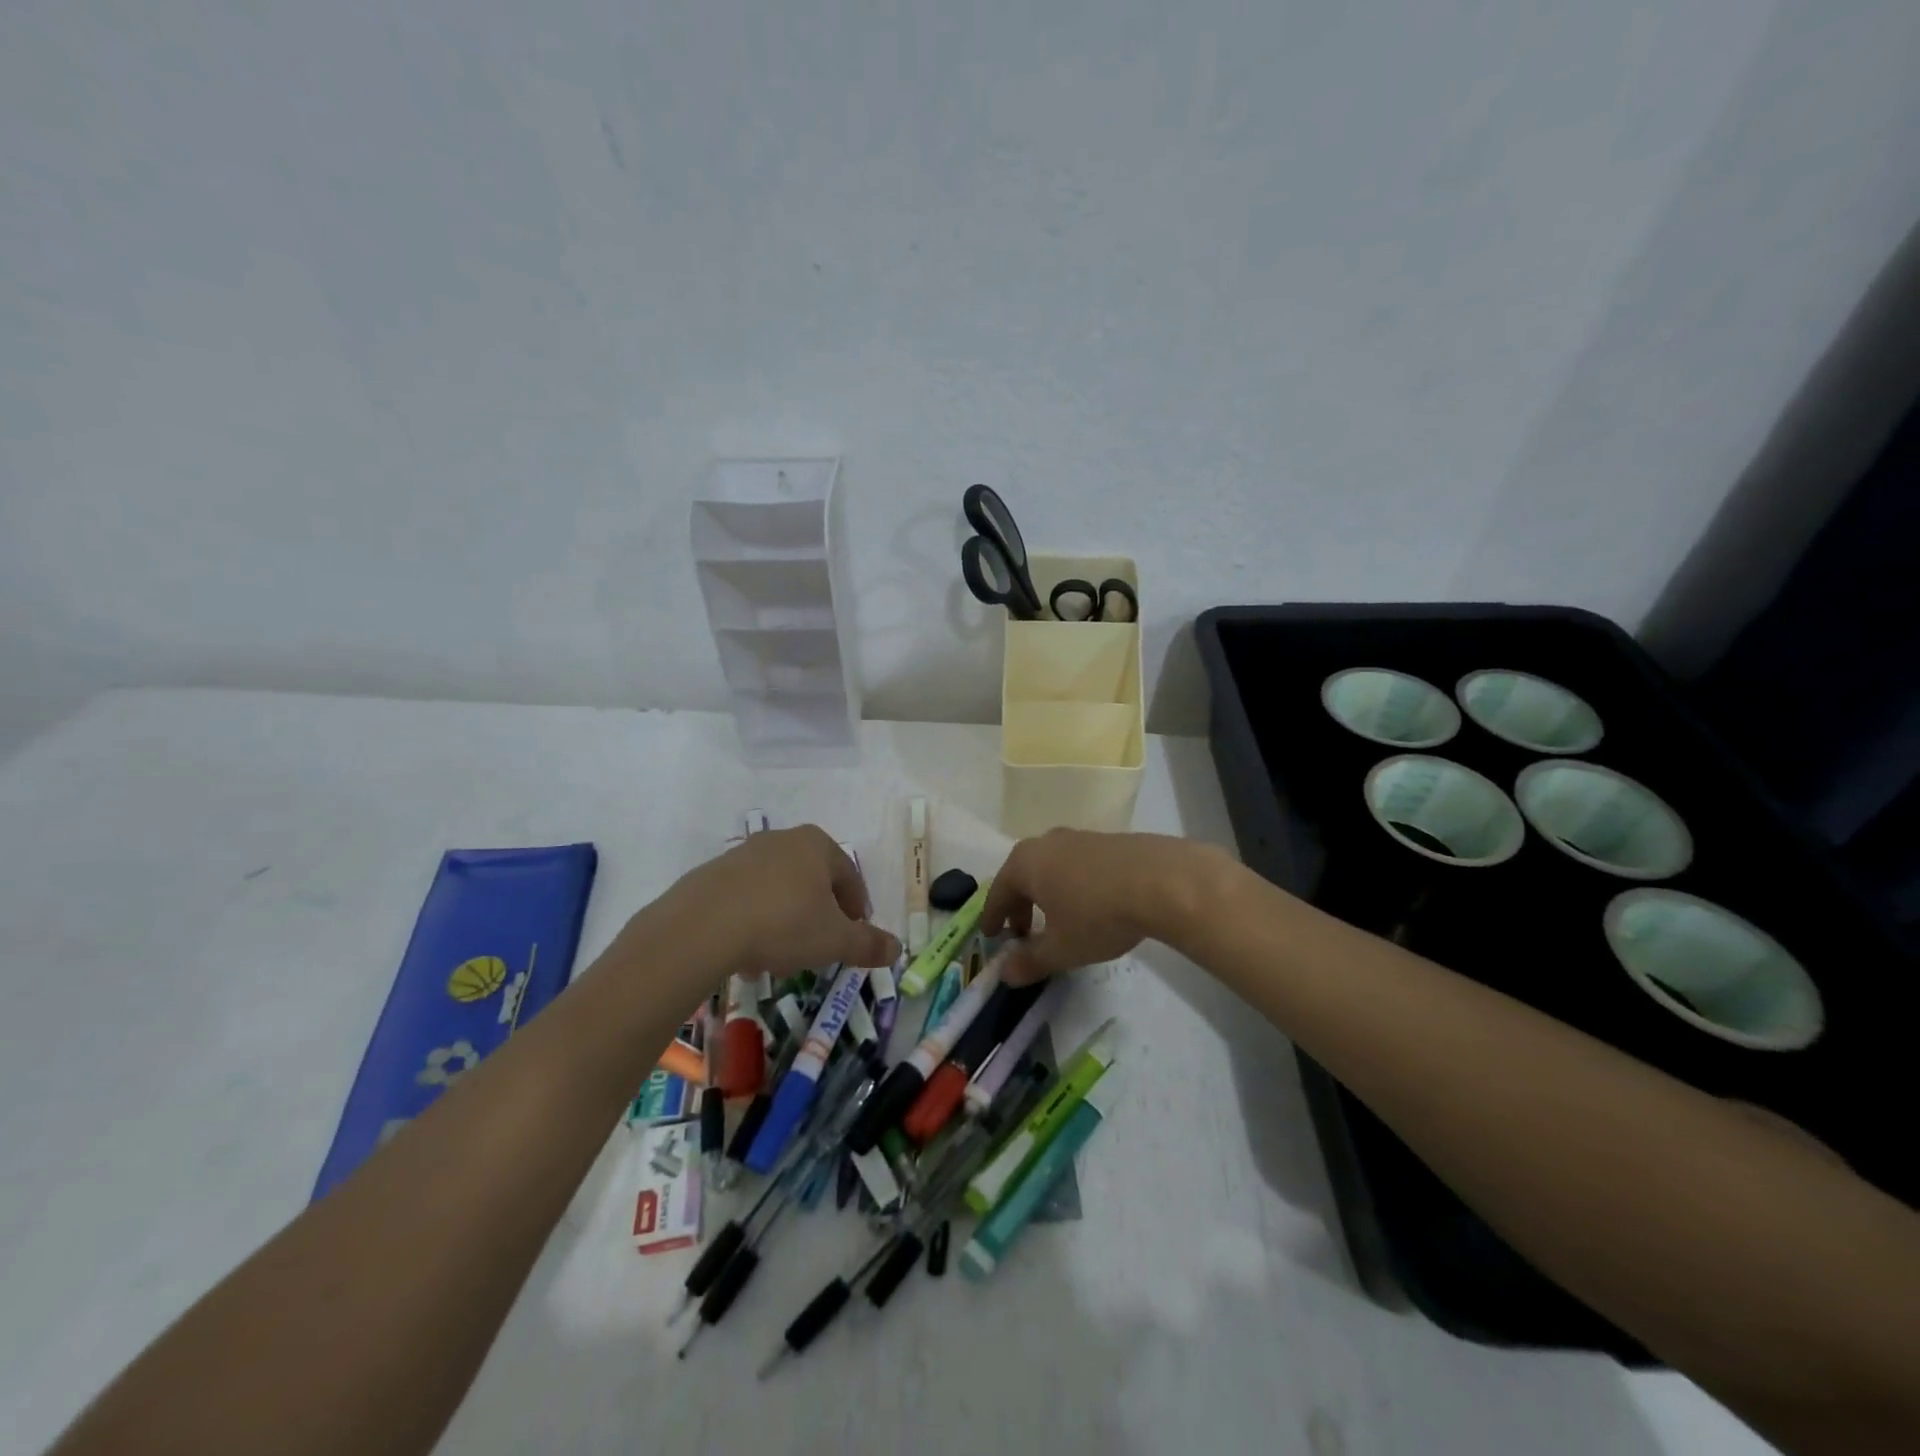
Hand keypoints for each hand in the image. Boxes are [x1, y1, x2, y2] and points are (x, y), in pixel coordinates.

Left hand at [655, 824, 900, 979]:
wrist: (702, 927)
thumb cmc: (783, 924)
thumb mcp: (835, 940)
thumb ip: (868, 943)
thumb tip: (897, 948)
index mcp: (817, 845)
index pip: (850, 878)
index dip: (856, 911)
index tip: (852, 938)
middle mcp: (782, 840)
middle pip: (813, 880)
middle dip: (819, 915)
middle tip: (818, 947)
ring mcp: (743, 854)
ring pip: (778, 889)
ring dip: (786, 918)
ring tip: (780, 955)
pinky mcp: (712, 874)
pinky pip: (746, 897)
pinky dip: (754, 920)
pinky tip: (748, 950)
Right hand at [983, 830, 1218, 984]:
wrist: (1161, 881)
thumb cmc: (1097, 915)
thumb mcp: (1061, 948)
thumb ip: (1030, 961)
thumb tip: (1004, 974)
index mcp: (1025, 864)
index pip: (998, 893)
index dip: (992, 917)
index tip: (990, 935)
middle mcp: (1046, 843)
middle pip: (1023, 876)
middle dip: (1020, 905)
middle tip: (1022, 932)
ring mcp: (1078, 837)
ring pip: (1051, 868)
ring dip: (1047, 894)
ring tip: (1057, 919)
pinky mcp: (1107, 840)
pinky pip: (1077, 864)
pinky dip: (1072, 884)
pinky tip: (1089, 903)